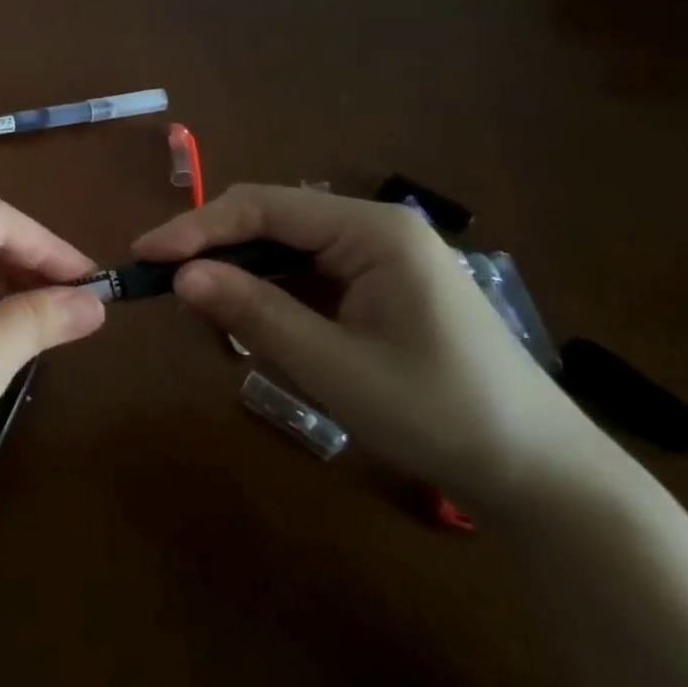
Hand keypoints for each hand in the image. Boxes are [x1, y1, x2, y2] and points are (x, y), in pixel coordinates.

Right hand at [134, 184, 603, 513]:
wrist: (543, 478)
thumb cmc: (441, 415)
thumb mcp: (334, 367)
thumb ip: (255, 313)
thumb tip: (180, 275)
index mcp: (372, 230)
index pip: (263, 208)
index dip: (197, 227)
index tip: (144, 254)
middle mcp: (374, 228)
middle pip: (271, 220)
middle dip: (213, 248)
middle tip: (161, 282)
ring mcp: (380, 257)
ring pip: (284, 248)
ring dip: (238, 273)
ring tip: (200, 308)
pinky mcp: (380, 287)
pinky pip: (306, 275)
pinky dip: (269, 294)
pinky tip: (251, 323)